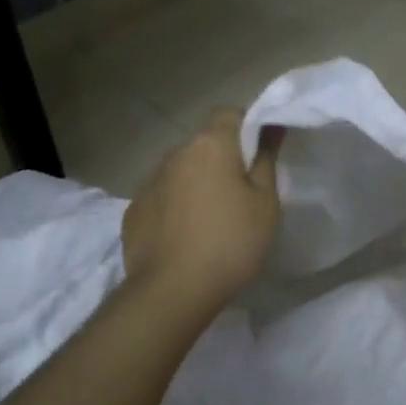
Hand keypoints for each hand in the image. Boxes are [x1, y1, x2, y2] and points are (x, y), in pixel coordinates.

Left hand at [123, 109, 282, 314]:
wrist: (172, 291)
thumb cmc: (231, 242)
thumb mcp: (265, 203)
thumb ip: (266, 160)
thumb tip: (271, 128)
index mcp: (210, 145)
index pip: (230, 113)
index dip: (248, 127)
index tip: (261, 155)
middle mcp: (174, 153)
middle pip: (204, 143)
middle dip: (222, 159)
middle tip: (242, 193)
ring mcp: (149, 181)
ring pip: (181, 170)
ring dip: (196, 183)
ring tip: (212, 218)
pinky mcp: (134, 210)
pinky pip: (162, 197)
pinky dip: (175, 206)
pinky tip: (185, 235)